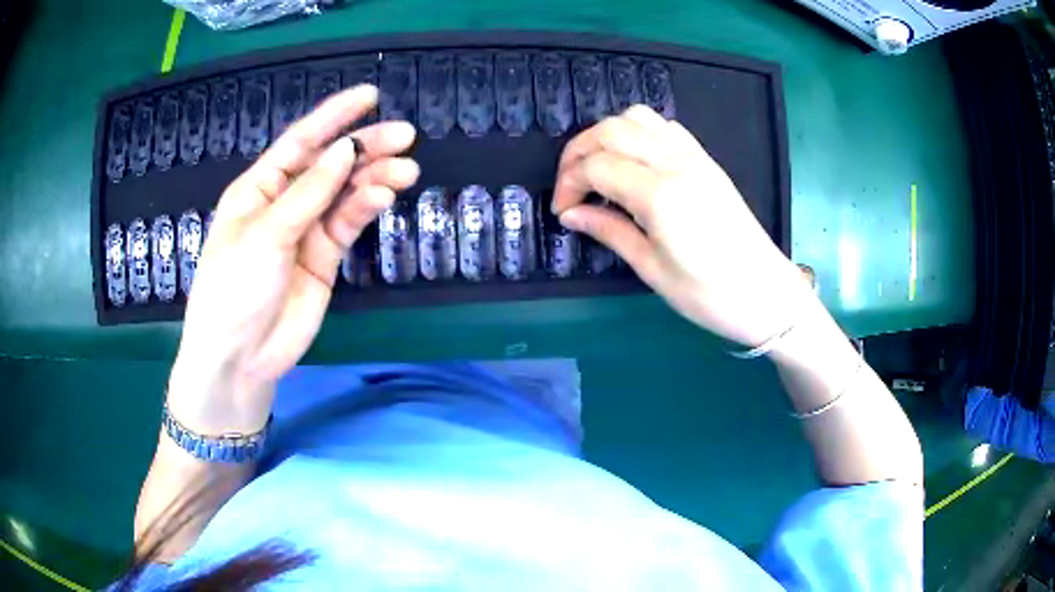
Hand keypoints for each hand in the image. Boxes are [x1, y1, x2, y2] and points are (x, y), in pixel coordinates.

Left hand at [168, 85, 418, 432]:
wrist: (240, 358)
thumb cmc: (234, 289)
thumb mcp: (265, 235)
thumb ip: (308, 193)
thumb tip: (345, 150)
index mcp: (258, 188)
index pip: (300, 141)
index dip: (333, 116)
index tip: (370, 96)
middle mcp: (283, 203)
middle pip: (328, 164)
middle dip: (365, 147)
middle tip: (405, 135)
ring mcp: (305, 231)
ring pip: (344, 193)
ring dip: (374, 177)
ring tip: (406, 168)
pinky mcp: (324, 259)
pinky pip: (347, 224)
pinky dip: (366, 208)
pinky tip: (383, 196)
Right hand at [552, 105, 810, 347]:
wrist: (767, 293)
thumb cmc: (709, 294)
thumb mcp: (652, 270)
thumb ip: (609, 231)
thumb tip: (570, 214)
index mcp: (660, 194)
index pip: (596, 165)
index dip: (568, 183)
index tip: (562, 211)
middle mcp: (676, 162)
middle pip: (611, 129)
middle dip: (578, 152)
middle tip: (570, 187)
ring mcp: (694, 156)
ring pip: (637, 118)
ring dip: (607, 136)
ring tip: (598, 169)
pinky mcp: (706, 160)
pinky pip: (664, 126)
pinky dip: (637, 133)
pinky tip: (633, 162)